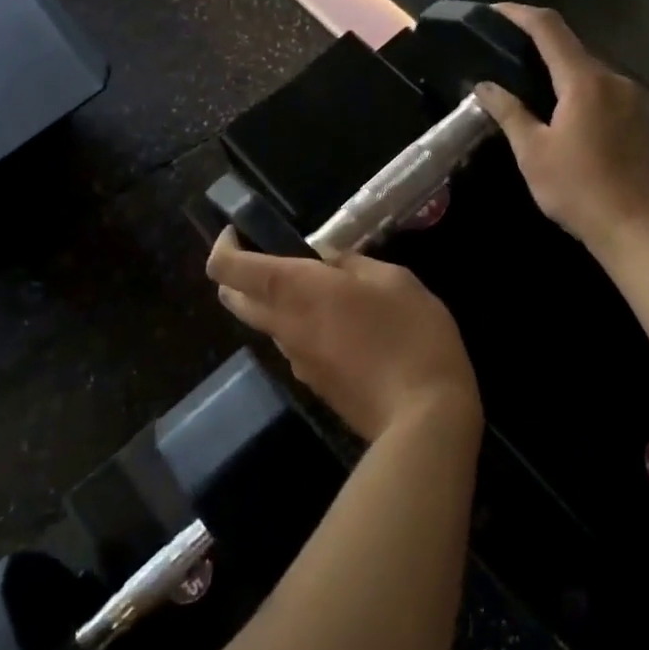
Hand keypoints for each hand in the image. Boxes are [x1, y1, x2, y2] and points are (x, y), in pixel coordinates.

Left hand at [207, 229, 479, 442]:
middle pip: (232, 298)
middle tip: (277, 255)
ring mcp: (295, 361)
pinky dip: (304, 328)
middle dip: (240, 274)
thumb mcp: (392, 279)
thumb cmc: (410, 334)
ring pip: (266, 324)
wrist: (424, 418)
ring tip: (328, 291)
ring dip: (278, 303)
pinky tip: (348, 328)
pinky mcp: (314, 385)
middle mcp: (283, 325)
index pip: (226, 268)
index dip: (224, 245)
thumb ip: (351, 264)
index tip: (242, 231)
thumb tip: (329, 263)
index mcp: (294, 289)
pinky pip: (295, 346)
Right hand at [472, 4, 648, 254]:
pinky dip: (581, 93)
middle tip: (506, 57)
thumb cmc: (579, 190)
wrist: (640, 228)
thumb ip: (509, 112)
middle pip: (572, 48)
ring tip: (532, 92)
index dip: (519, 13)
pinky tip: (566, 118)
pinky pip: (606, 92)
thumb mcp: (533, 152)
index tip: (494, 11)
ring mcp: (634, 98)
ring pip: (590, 72)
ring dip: (561, 73)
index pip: (549, 28)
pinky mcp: (643, 119)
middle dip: (538, 47)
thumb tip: (485, 85)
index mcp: (584, 81)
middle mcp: (614, 79)